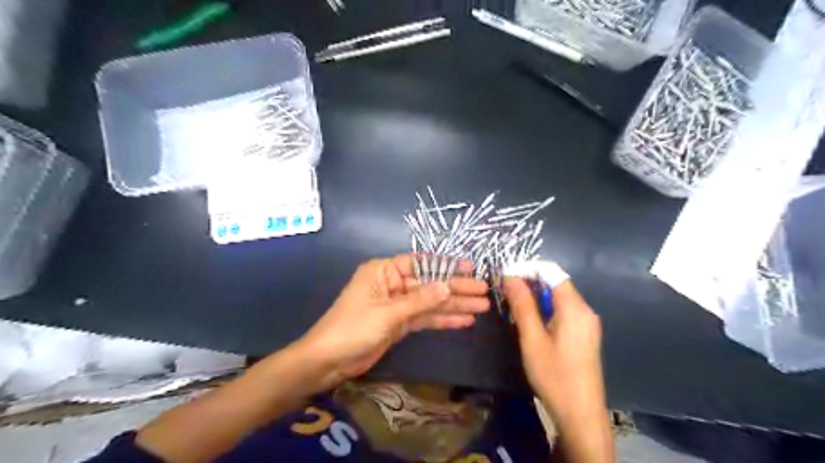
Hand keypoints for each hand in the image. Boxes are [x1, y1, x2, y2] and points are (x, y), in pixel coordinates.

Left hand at [297, 254, 488, 392]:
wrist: (328, 361)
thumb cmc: (352, 329)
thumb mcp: (387, 313)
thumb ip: (419, 300)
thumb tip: (447, 286)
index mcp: (384, 271)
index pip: (421, 263)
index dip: (446, 266)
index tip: (470, 268)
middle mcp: (392, 284)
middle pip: (429, 284)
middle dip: (456, 288)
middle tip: (483, 291)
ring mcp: (397, 305)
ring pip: (430, 302)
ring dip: (454, 305)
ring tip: (481, 307)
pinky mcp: (399, 323)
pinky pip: (424, 318)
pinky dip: (442, 320)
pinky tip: (463, 320)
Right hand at [504, 277, 603, 428]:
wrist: (580, 414)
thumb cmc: (554, 376)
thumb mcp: (532, 339)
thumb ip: (522, 305)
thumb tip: (510, 276)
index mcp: (575, 308)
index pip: (552, 272)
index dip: (528, 268)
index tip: (505, 275)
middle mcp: (585, 310)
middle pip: (556, 283)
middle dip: (530, 282)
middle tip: (505, 291)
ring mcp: (586, 323)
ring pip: (559, 297)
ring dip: (536, 296)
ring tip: (513, 304)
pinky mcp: (584, 334)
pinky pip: (563, 310)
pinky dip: (545, 308)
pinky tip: (530, 320)